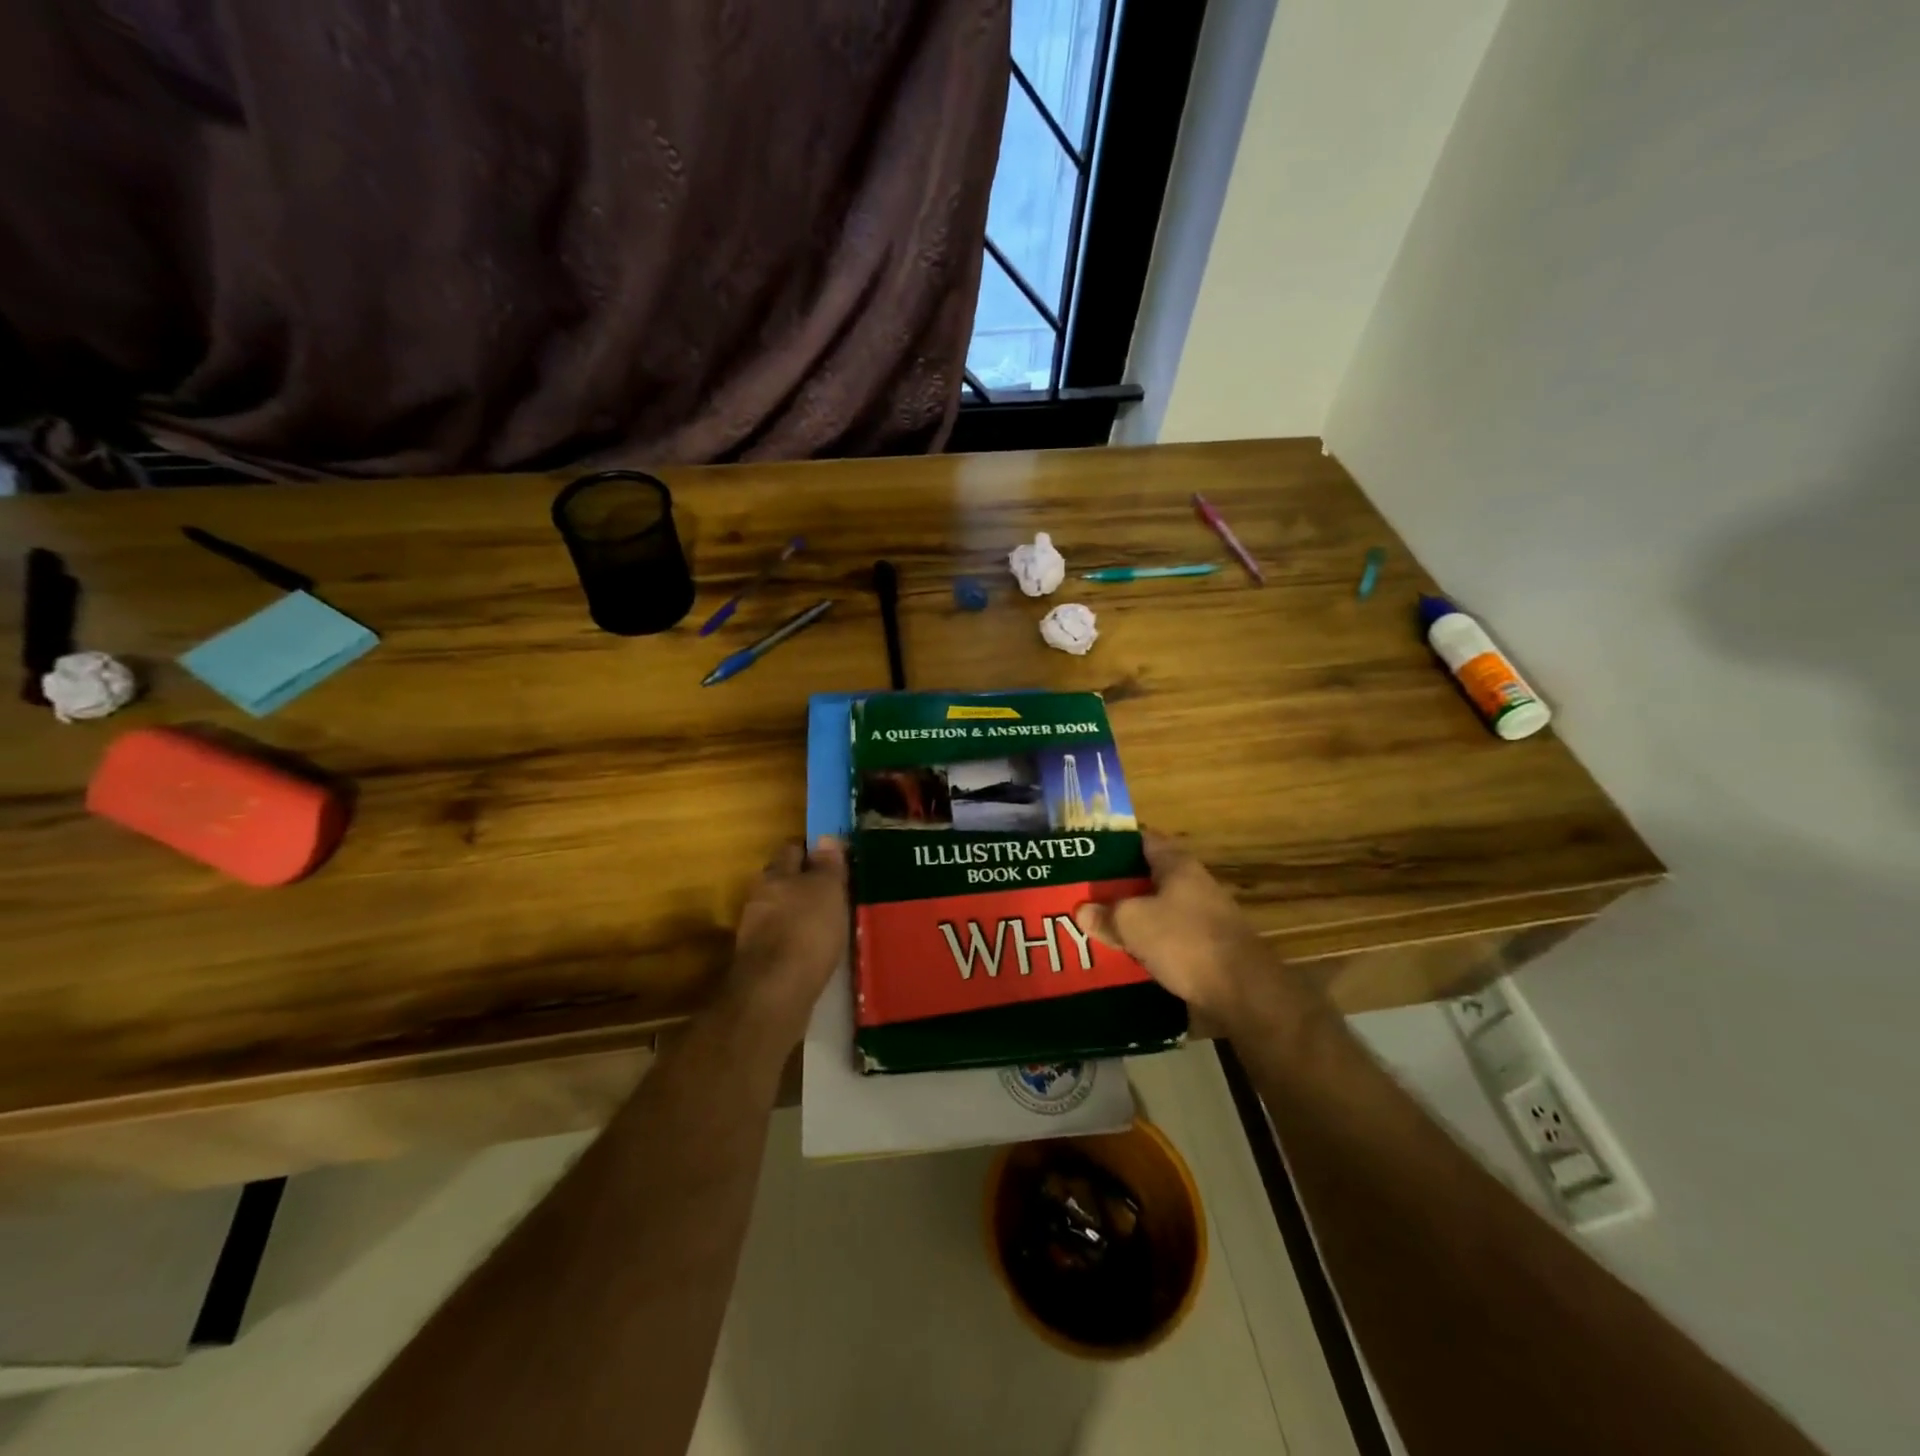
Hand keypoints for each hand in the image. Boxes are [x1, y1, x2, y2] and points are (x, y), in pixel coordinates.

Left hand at [721, 838, 848, 1048]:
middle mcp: (759, 897)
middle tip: (832, 891)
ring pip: (780, 911)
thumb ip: (827, 865)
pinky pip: (781, 940)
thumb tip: (826, 838)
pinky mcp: (759, 962)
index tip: (833, 858)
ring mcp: (755, 931)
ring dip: (798, 914)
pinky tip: (813, 951)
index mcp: (775, 874)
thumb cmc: (806, 930)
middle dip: (803, 883)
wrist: (774, 993)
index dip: (811, 850)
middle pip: (783, 881)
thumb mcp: (827, 890)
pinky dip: (795, 941)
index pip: (792, 849)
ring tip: (826, 923)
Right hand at [1073, 831, 1325, 1034]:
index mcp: (1177, 864)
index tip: (1085, 852)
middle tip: (1082, 892)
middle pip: (1147, 876)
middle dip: (1117, 884)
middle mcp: (1192, 884)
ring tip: (1095, 924)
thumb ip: (1106, 913)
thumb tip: (1082, 911)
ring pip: (1156, 908)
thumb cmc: (1186, 941)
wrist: (1242, 992)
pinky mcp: (1205, 947)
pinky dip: (1146, 941)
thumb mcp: (1134, 922)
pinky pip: (1166, 936)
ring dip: (1130, 916)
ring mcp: (1202, 916)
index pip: (1142, 839)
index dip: (1114, 843)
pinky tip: (1123, 953)